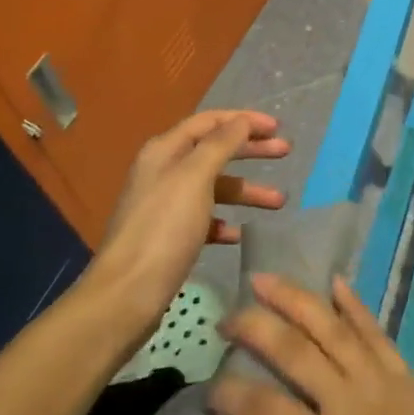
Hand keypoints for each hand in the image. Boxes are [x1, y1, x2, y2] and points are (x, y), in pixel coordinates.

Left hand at [85, 110, 288, 347]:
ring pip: (214, 187)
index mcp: (165, 151)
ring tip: (279, 202)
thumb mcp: (195, 178)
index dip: (244, 120)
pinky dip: (226, 221)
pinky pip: (205, 219)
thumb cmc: (164, 229)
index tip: (277, 127)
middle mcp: (164, 171)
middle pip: (214, 151)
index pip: (209, 121)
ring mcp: (166, 205)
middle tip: (286, 152)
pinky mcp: (170, 236)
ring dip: (246, 190)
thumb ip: (220, 145)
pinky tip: (240, 234)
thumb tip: (241, 120)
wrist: (127, 294)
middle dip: (251, 150)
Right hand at [209, 274, 413, 414]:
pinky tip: (336, 282)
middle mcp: (351, 402)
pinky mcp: (406, 374)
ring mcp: (381, 381)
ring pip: (331, 329)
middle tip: (227, 316)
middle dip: (256, 327)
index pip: (266, 411)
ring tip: (266, 279)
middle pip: (296, 352)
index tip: (208, 387)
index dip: (230, 395)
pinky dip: (354, 305)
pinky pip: (375, 331)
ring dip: (296, 299)